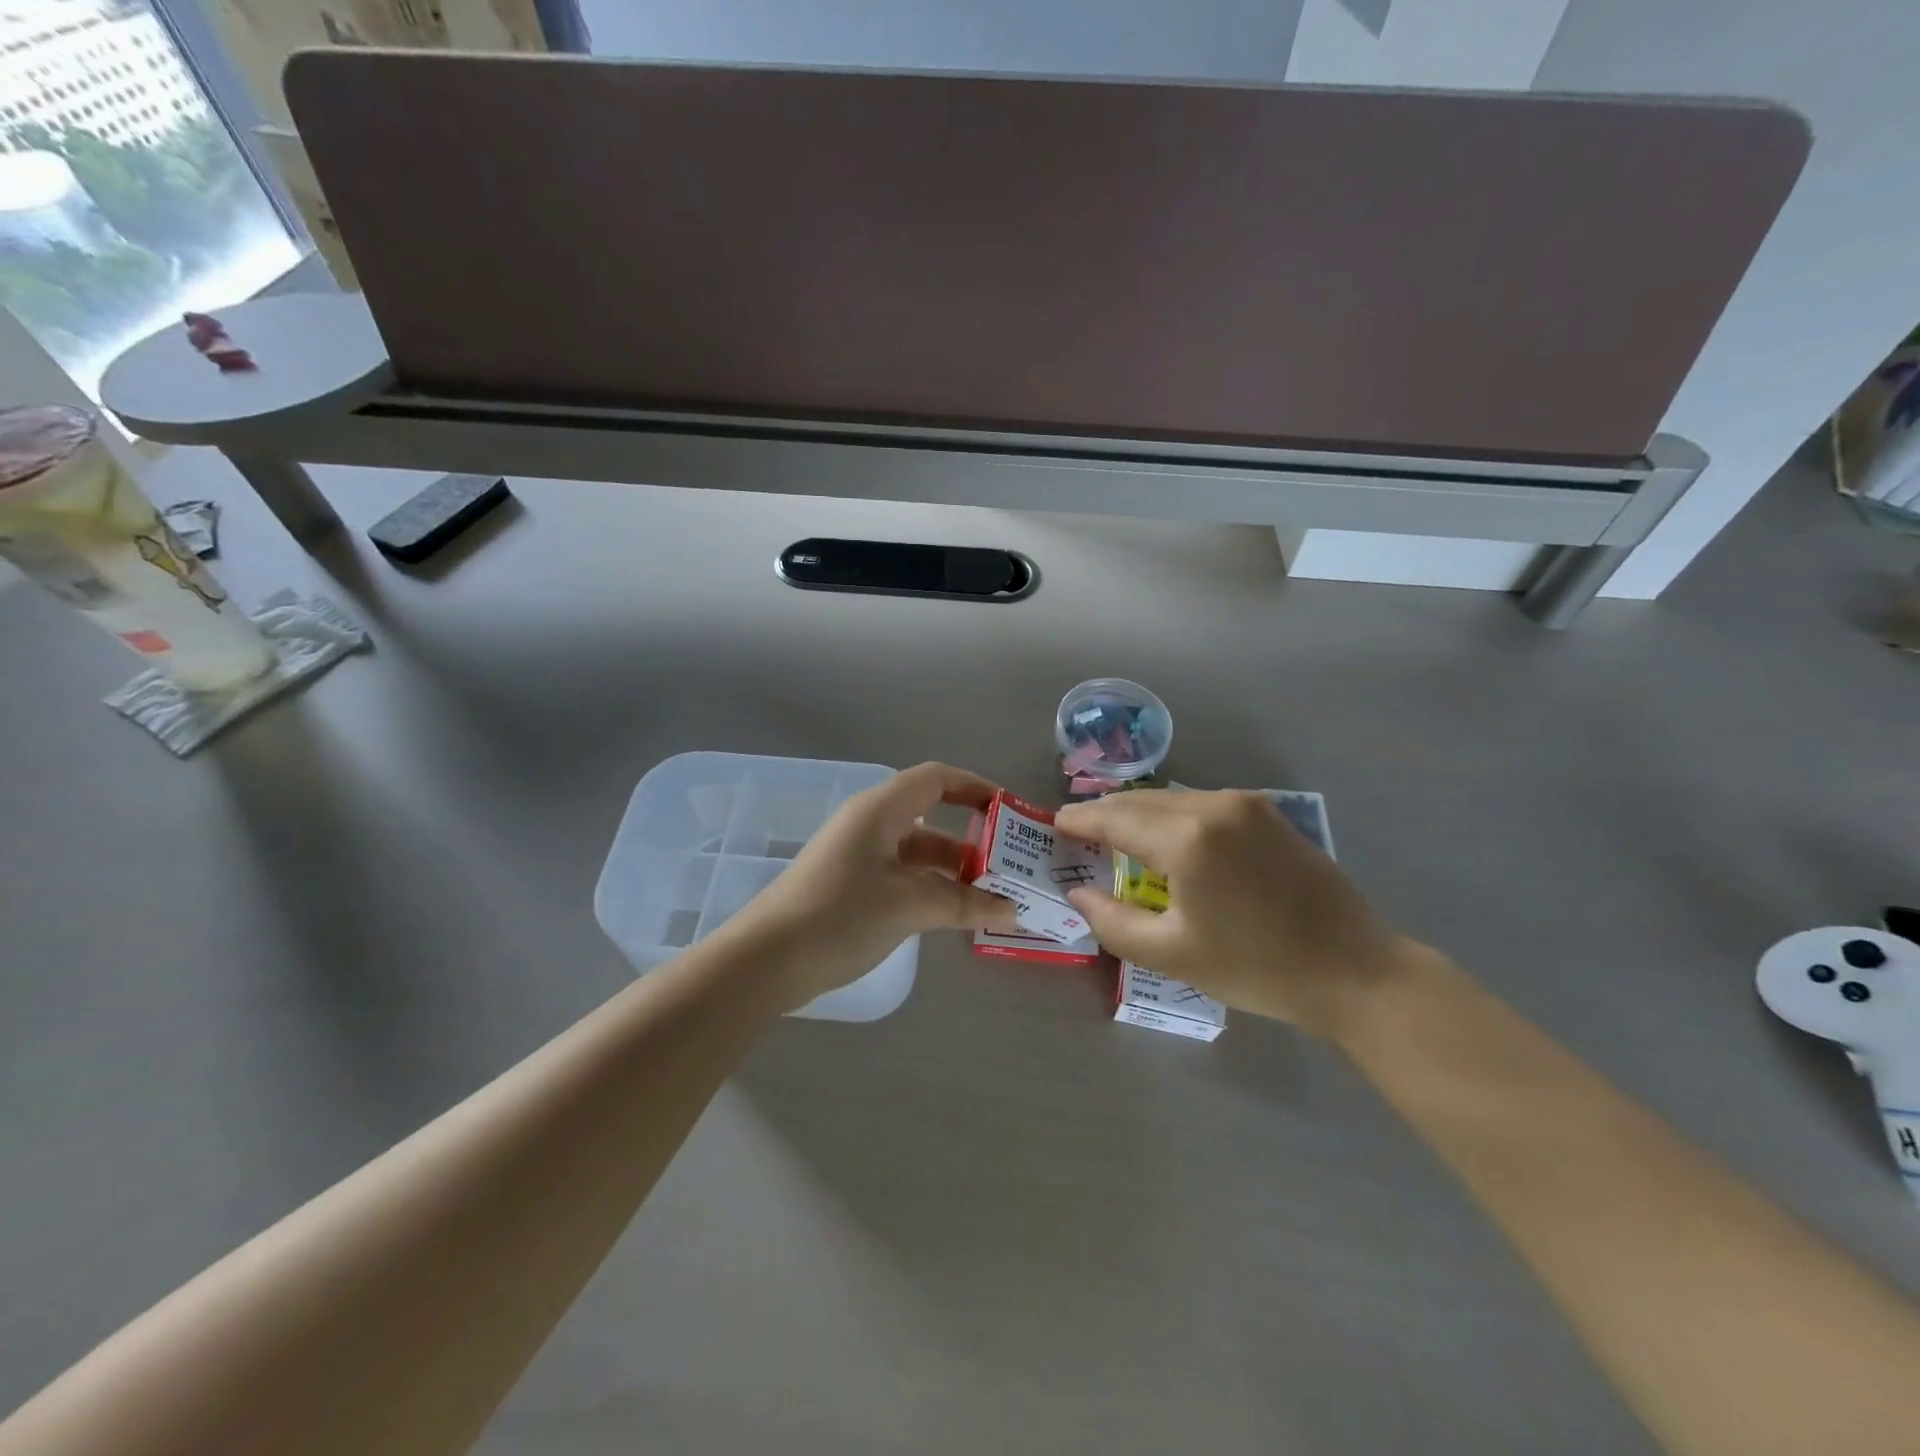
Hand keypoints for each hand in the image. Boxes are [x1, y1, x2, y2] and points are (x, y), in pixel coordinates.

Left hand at [728, 762, 1020, 1009]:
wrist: (766, 961)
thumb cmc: (841, 915)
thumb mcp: (911, 905)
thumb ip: (966, 904)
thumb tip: (1014, 911)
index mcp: (881, 810)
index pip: (937, 779)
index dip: (975, 788)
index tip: (1010, 812)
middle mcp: (869, 824)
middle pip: (931, 818)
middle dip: (972, 840)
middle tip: (1010, 867)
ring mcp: (857, 856)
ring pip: (917, 852)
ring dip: (953, 871)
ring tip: (991, 898)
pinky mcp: (850, 886)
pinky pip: (901, 876)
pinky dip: (930, 888)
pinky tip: (954, 914)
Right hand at [1055, 789, 1417, 1041]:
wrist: (1355, 970)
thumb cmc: (1258, 968)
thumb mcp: (1173, 954)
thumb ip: (1113, 922)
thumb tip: (1079, 893)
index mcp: (1188, 839)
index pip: (1115, 818)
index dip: (1080, 820)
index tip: (1055, 824)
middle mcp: (1214, 806)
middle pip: (1141, 801)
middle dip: (1106, 814)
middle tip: (1078, 834)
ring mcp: (1246, 804)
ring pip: (1172, 798)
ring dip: (1139, 814)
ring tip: (1117, 837)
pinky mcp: (1268, 812)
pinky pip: (1202, 803)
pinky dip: (1173, 815)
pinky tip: (1167, 839)